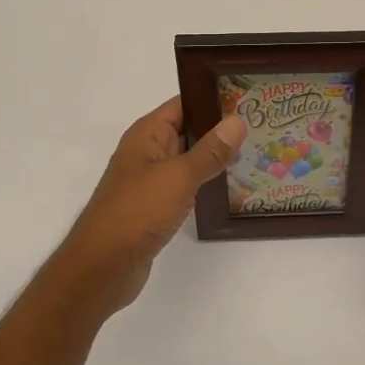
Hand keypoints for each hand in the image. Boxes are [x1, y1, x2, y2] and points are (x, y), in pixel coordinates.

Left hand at [48, 97, 245, 317]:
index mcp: (147, 134)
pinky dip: (206, 182)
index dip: (213, 98)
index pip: (184, 104)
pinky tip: (232, 185)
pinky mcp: (156, 206)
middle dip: (221, 128)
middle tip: (262, 124)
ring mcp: (151, 180)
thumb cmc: (136, 212)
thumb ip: (209, 151)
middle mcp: (148, 152)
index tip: (249, 96)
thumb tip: (237, 121)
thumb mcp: (178, 176)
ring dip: (216, 156)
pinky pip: (186, 185)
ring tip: (256, 151)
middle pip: (188, 129)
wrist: (103, 268)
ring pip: (189, 159)